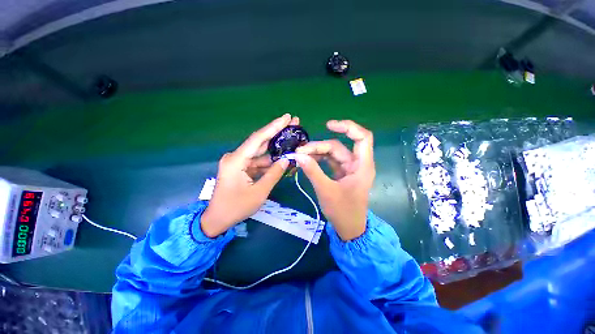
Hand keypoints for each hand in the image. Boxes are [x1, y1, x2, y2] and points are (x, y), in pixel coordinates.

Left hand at [201, 114, 298, 237]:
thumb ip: (274, 174)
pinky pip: (257, 161)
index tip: (287, 117)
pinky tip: (282, 158)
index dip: (273, 127)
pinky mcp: (240, 168)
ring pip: (260, 152)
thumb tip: (287, 159)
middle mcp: (236, 157)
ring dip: (275, 148)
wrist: (217, 219)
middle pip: (260, 141)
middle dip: (277, 133)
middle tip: (293, 124)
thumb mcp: (259, 192)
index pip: (258, 139)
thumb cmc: (236, 207)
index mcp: (236, 160)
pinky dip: (269, 160)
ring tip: (291, 141)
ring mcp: (238, 162)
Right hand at [295, 120, 375, 240]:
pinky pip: (329, 162)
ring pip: (332, 153)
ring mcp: (348, 169)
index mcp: (362, 166)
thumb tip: (298, 155)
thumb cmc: (343, 211)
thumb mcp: (326, 190)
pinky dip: (318, 160)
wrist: (349, 228)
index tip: (328, 125)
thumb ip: (313, 171)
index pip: (362, 137)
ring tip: (300, 156)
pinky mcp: (341, 174)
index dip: (348, 127)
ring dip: (316, 153)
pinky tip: (307, 161)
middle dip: (319, 147)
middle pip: (338, 147)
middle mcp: (357, 164)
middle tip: (300, 151)